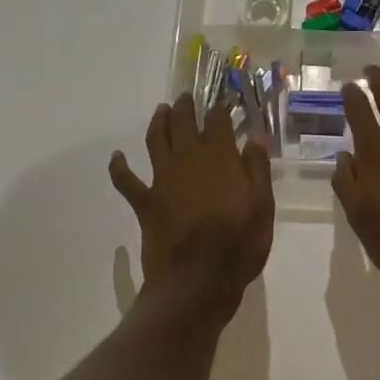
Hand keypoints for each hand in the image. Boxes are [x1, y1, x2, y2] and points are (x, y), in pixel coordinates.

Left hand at [110, 95, 273, 319]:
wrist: (197, 281)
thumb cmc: (238, 244)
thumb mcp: (263, 206)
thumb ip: (257, 169)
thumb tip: (254, 137)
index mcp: (220, 157)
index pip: (218, 121)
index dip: (220, 109)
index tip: (222, 104)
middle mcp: (188, 159)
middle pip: (183, 122)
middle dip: (185, 107)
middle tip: (186, 98)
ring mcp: (163, 179)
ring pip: (155, 140)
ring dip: (157, 122)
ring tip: (161, 111)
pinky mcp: (145, 202)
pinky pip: (127, 181)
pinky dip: (119, 168)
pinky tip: (116, 158)